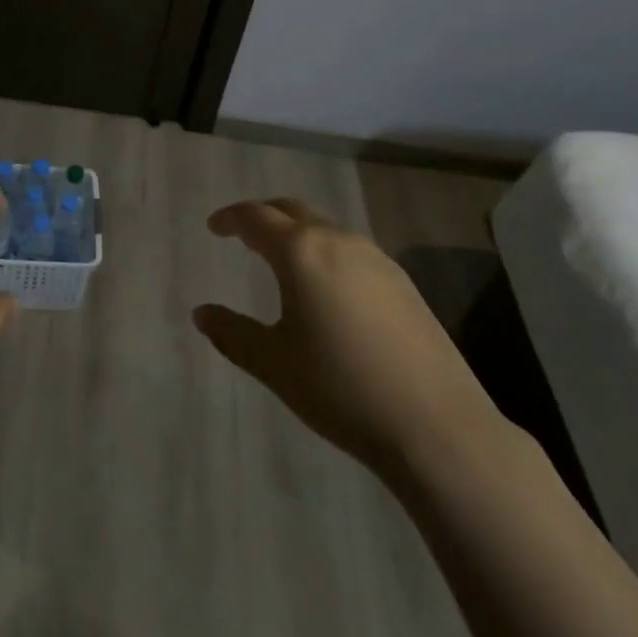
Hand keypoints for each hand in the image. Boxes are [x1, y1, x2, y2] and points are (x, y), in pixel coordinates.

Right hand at [193, 200, 500, 476]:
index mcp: (300, 252)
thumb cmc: (341, 389)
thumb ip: (232, 333)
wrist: (436, 426)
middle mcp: (337, 241)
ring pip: (325, 227)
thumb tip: (201, 313)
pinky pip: (351, 249)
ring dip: (298, 232)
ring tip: (284, 260)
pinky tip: (329, 288)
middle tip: (245, 234)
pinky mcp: (403, 282)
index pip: (256, 217)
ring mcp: (376, 258)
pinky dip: (326, 252)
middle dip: (264, 216)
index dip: (230, 218)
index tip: (214, 227)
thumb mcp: (274, 364)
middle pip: (292, 210)